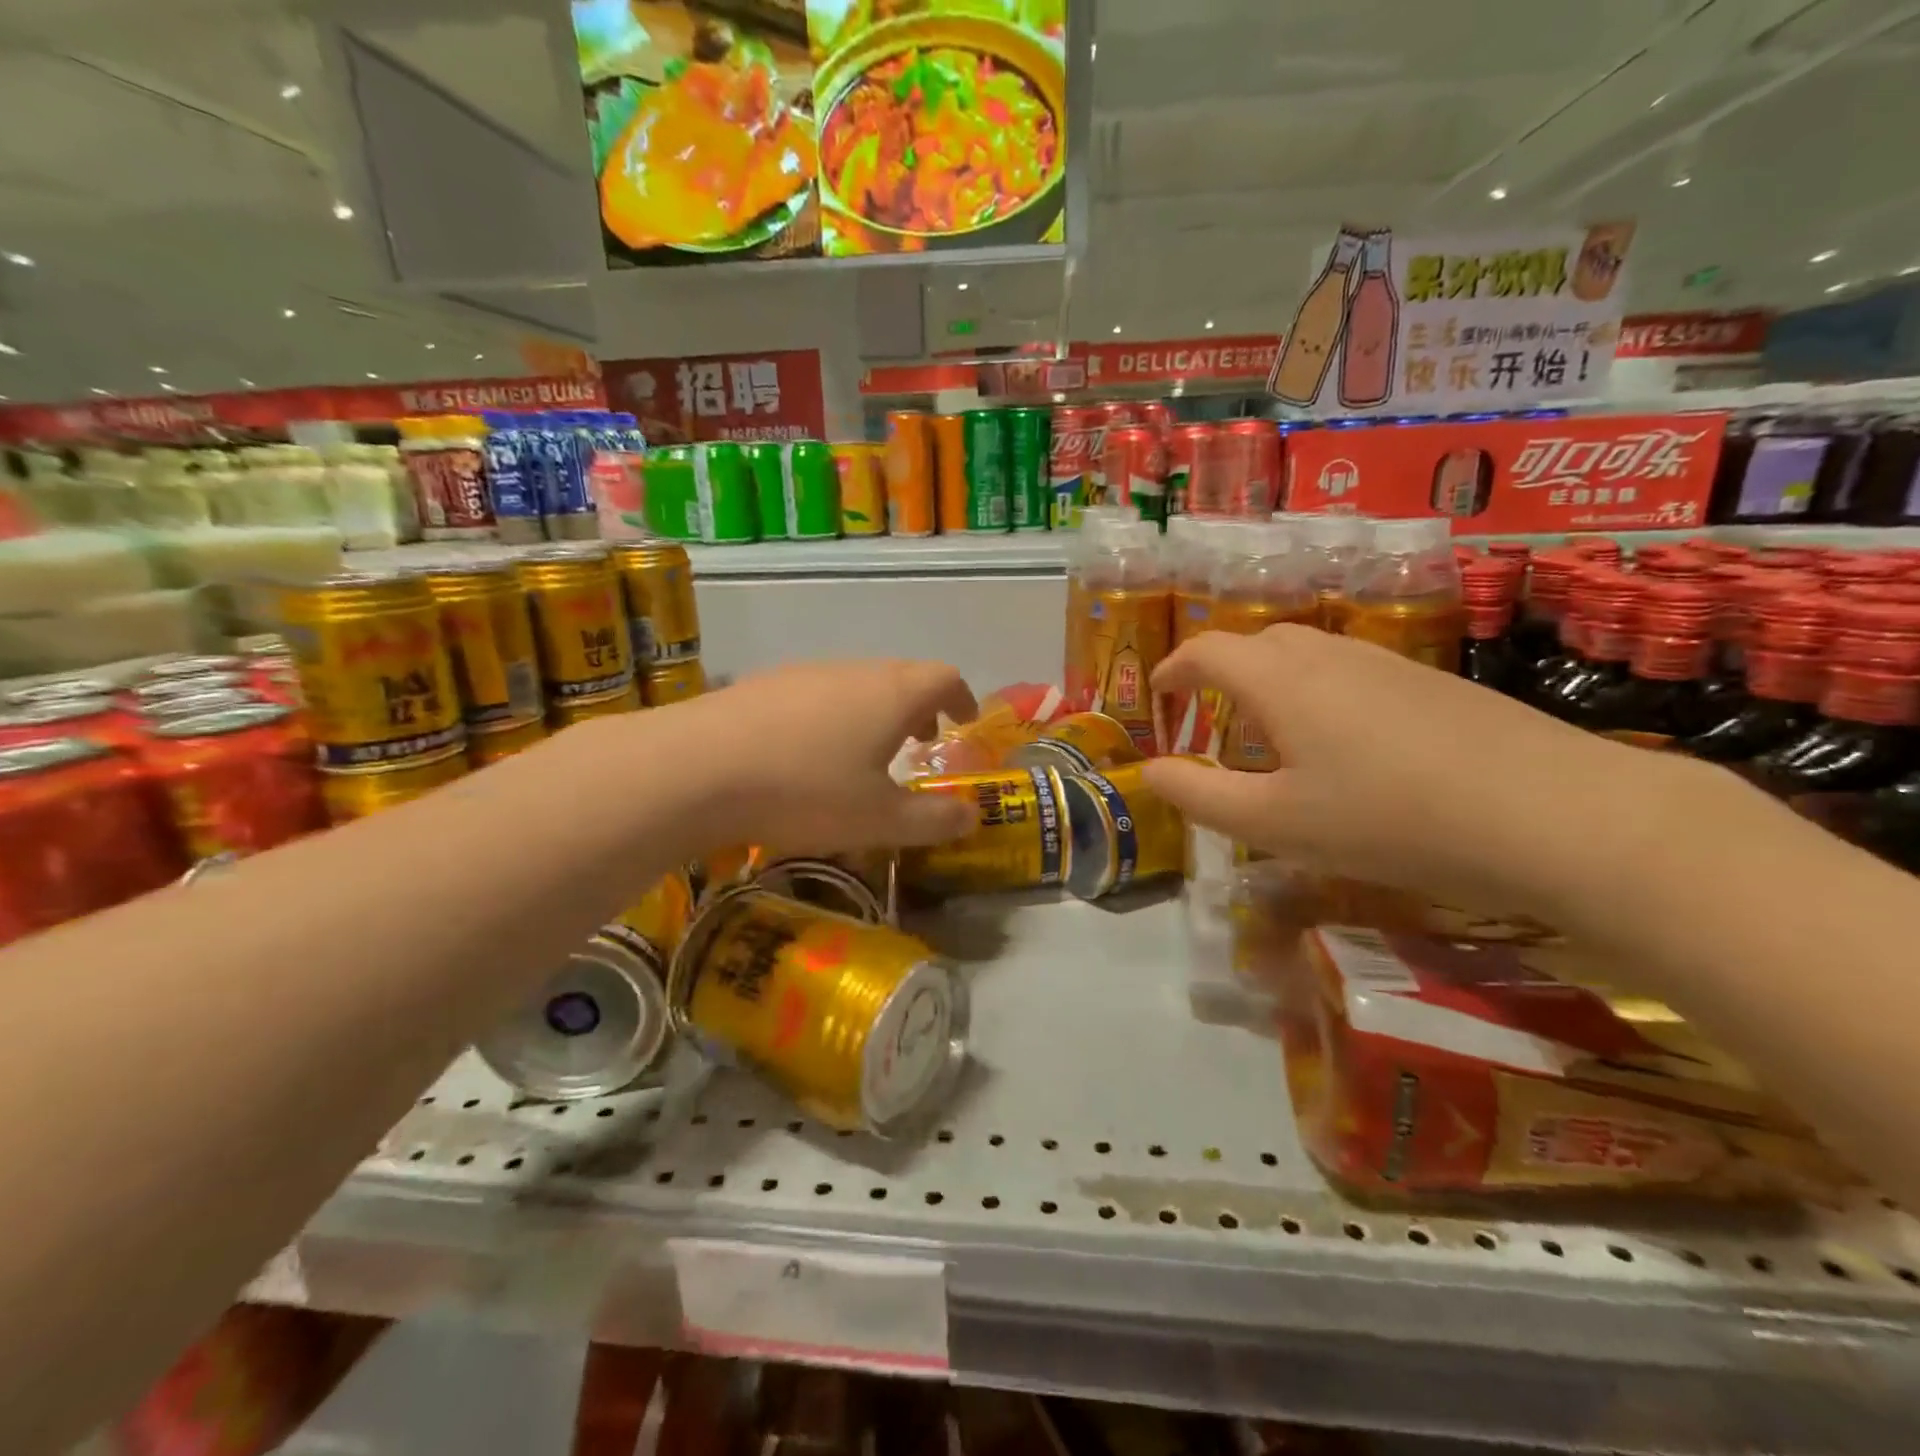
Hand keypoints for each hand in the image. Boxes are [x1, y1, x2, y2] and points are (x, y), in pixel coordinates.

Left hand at [657, 659, 980, 854]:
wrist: (695, 768)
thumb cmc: (805, 791)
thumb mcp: (880, 820)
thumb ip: (934, 819)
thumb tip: (973, 814)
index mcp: (892, 693)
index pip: (945, 676)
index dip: (962, 698)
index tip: (962, 724)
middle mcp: (853, 671)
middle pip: (900, 676)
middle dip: (918, 709)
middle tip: (918, 744)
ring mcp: (804, 672)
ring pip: (855, 684)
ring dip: (873, 712)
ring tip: (862, 755)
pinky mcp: (762, 684)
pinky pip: (814, 693)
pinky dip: (830, 716)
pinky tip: (804, 755)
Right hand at [1143, 625, 1691, 916]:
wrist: (1555, 814)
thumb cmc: (1390, 820)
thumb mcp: (1277, 823)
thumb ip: (1201, 796)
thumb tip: (1151, 771)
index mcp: (1280, 681)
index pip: (1206, 651)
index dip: (1172, 669)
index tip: (1158, 697)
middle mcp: (1329, 655)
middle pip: (1257, 643)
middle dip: (1219, 673)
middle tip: (1209, 719)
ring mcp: (1387, 663)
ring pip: (1307, 654)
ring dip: (1270, 681)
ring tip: (1270, 733)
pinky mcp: (1431, 683)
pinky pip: (1350, 670)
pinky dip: (1317, 692)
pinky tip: (1344, 743)